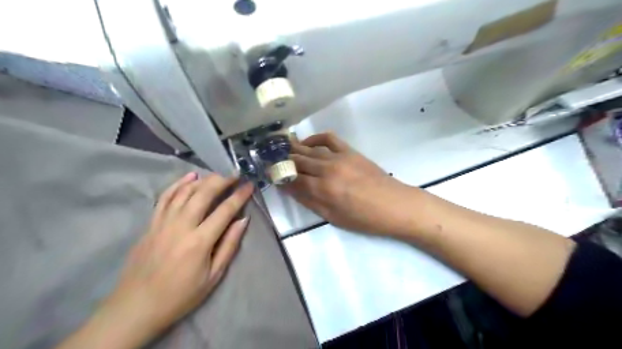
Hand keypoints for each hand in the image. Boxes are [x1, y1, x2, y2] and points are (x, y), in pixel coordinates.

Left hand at [57, 172, 252, 348]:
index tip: (249, 185)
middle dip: (222, 180)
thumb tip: (242, 220)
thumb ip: (229, 245)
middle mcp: (181, 226)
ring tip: (217, 174)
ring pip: (185, 192)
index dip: (239, 195)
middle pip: (204, 194)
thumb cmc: (180, 295)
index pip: (225, 210)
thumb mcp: (213, 276)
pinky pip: (165, 197)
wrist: (136, 307)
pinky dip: (178, 184)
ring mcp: (163, 223)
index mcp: (199, 241)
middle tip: (235, 174)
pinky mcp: (151, 224)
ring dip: (203, 180)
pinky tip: (189, 177)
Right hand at [284, 133, 413, 236]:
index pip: (293, 179)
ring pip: (310, 149)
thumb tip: (289, 189)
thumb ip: (309, 201)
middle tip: (271, 160)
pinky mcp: (350, 151)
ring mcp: (339, 157)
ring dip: (294, 148)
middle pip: (298, 161)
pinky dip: (315, 137)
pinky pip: (329, 138)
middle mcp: (327, 169)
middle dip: (282, 161)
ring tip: (282, 149)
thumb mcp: (333, 217)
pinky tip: (307, 142)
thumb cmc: (364, 218)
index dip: (280, 177)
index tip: (270, 175)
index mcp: (323, 189)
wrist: (394, 205)